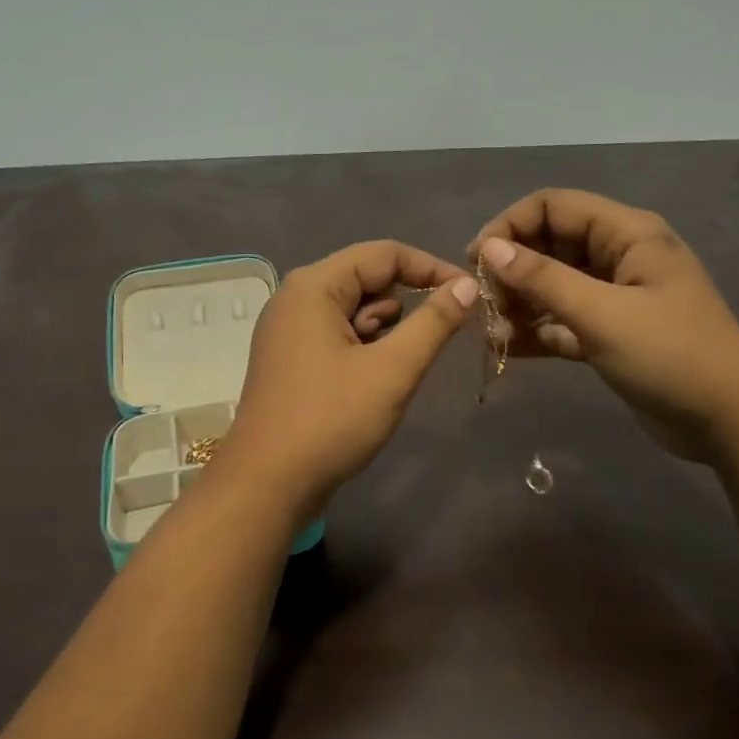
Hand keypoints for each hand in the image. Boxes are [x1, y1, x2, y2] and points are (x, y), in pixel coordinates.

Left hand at [221, 241, 477, 516]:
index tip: (470, 295)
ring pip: (353, 309)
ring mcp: (289, 330)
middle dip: (409, 299)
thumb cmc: (331, 420)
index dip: (431, 268)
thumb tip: (467, 285)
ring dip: (388, 326)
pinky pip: (338, 334)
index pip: (384, 254)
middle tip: (446, 330)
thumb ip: (433, 322)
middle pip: (366, 278)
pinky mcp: (291, 359)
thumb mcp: (392, 369)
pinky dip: (365, 345)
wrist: (268, 484)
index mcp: (314, 286)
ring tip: (405, 361)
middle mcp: (296, 297)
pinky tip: (380, 374)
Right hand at [470, 189, 738, 461]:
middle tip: (485, 304)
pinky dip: (537, 331)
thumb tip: (488, 249)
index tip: (477, 262)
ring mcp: (615, 296)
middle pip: (549, 245)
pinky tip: (509, 349)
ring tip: (493, 334)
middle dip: (512, 271)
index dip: (510, 226)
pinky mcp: (610, 332)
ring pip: (552, 285)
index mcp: (627, 233)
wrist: (731, 422)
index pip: (553, 206)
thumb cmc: (670, 355)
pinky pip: (562, 320)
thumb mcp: (601, 313)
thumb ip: (542, 278)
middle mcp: (619, 256)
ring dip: (520, 304)